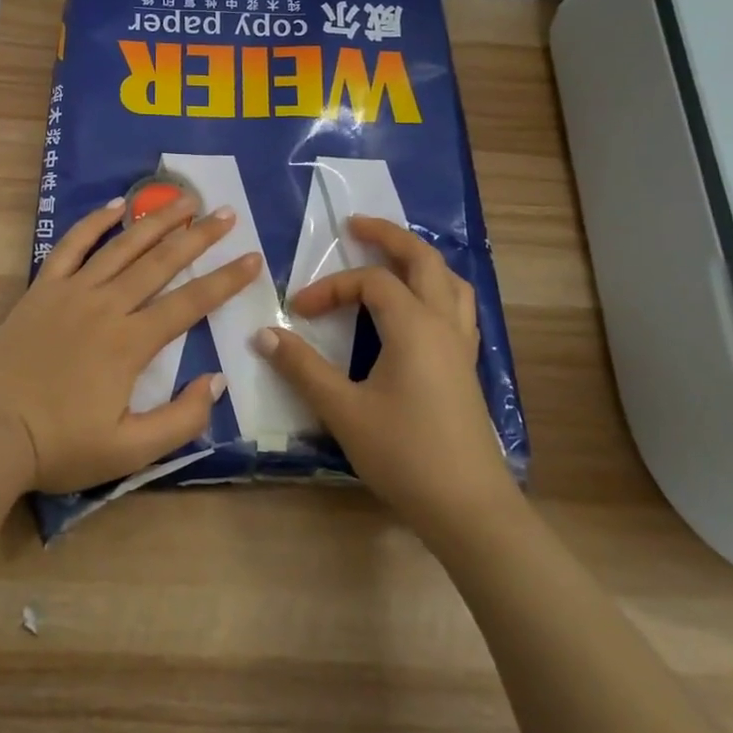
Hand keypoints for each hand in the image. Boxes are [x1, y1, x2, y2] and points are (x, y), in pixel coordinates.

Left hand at [0, 195, 263, 493]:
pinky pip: (72, 246)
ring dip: (157, 220)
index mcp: (131, 343)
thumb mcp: (130, 451)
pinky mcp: (42, 289)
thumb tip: (216, 381)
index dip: (226, 279)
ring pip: (123, 246)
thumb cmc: (60, 446)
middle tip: (227, 213)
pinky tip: (117, 205)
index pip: (190, 303)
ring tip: (185, 199)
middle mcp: (107, 305)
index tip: (254, 258)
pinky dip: (95, 222)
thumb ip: (180, 419)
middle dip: (199, 236)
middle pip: (161, 262)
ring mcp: (72, 292)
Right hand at [254, 215, 516, 543]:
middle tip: (356, 225)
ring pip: (448, 280)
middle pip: (423, 259)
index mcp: (414, 326)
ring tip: (390, 258)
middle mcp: (443, 323)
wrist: (468, 508)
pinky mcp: (466, 366)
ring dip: (418, 260)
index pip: (370, 283)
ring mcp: (461, 345)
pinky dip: (435, 289)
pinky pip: (456, 307)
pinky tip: (416, 308)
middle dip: (389, 236)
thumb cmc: (404, 454)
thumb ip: (302, 368)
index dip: (330, 288)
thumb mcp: (343, 410)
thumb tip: (264, 334)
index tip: (298, 311)